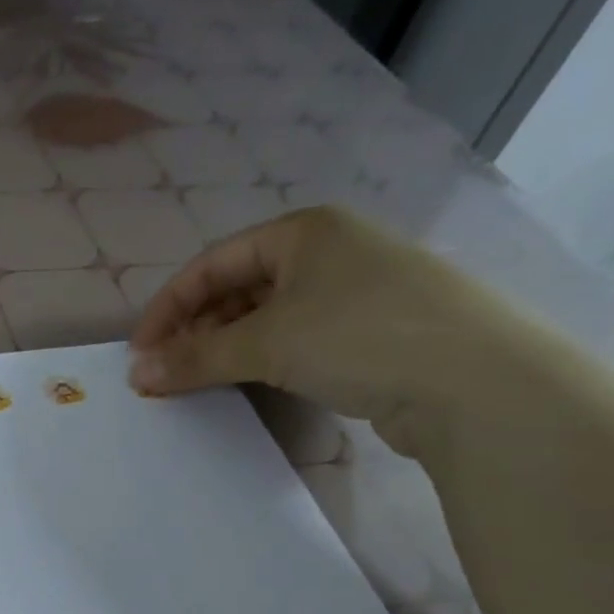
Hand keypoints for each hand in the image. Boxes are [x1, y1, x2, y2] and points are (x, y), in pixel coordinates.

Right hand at [127, 206, 546, 453]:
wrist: (475, 381)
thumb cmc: (358, 336)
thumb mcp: (266, 343)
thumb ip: (196, 357)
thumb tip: (138, 375)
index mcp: (303, 231)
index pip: (211, 264)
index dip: (168, 308)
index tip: (140, 352)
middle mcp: (329, 251)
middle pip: (238, 287)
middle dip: (195, 330)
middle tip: (166, 373)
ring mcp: (355, 291)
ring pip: (268, 315)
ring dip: (226, 347)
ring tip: (199, 381)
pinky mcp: (372, 331)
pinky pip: (297, 338)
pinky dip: (263, 359)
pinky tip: (250, 383)